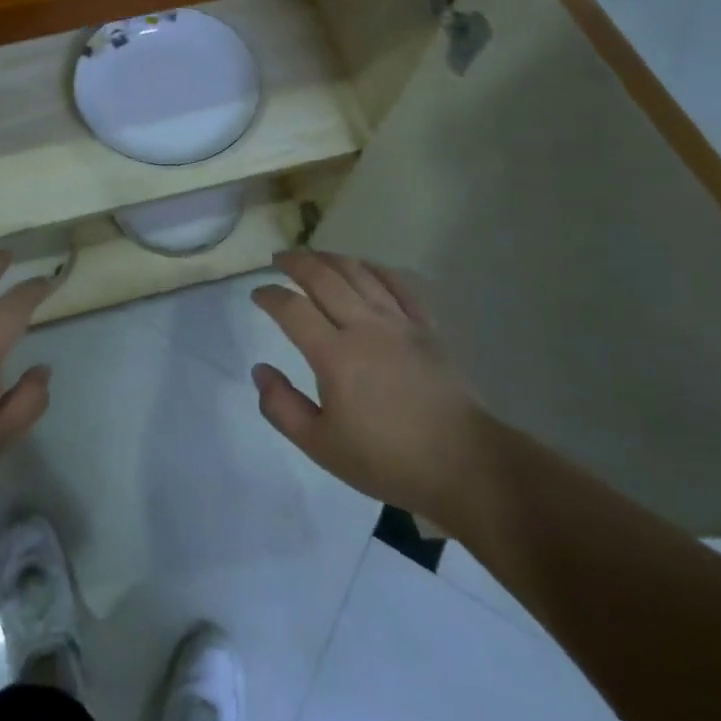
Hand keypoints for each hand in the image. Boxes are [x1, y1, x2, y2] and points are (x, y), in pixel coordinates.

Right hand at [250, 251, 484, 521]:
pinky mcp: (427, 327)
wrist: (462, 464)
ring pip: (360, 273)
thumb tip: (260, 370)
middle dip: (296, 263)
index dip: (269, 296)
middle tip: (279, 259)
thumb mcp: (320, 446)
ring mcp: (400, 323)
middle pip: (324, 278)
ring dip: (331, 258)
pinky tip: (366, 266)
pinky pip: (400, 284)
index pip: (292, 309)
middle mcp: (364, 327)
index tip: (257, 293)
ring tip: (314, 256)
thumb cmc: (386, 459)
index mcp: (334, 355)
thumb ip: (282, 406)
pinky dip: (377, 268)